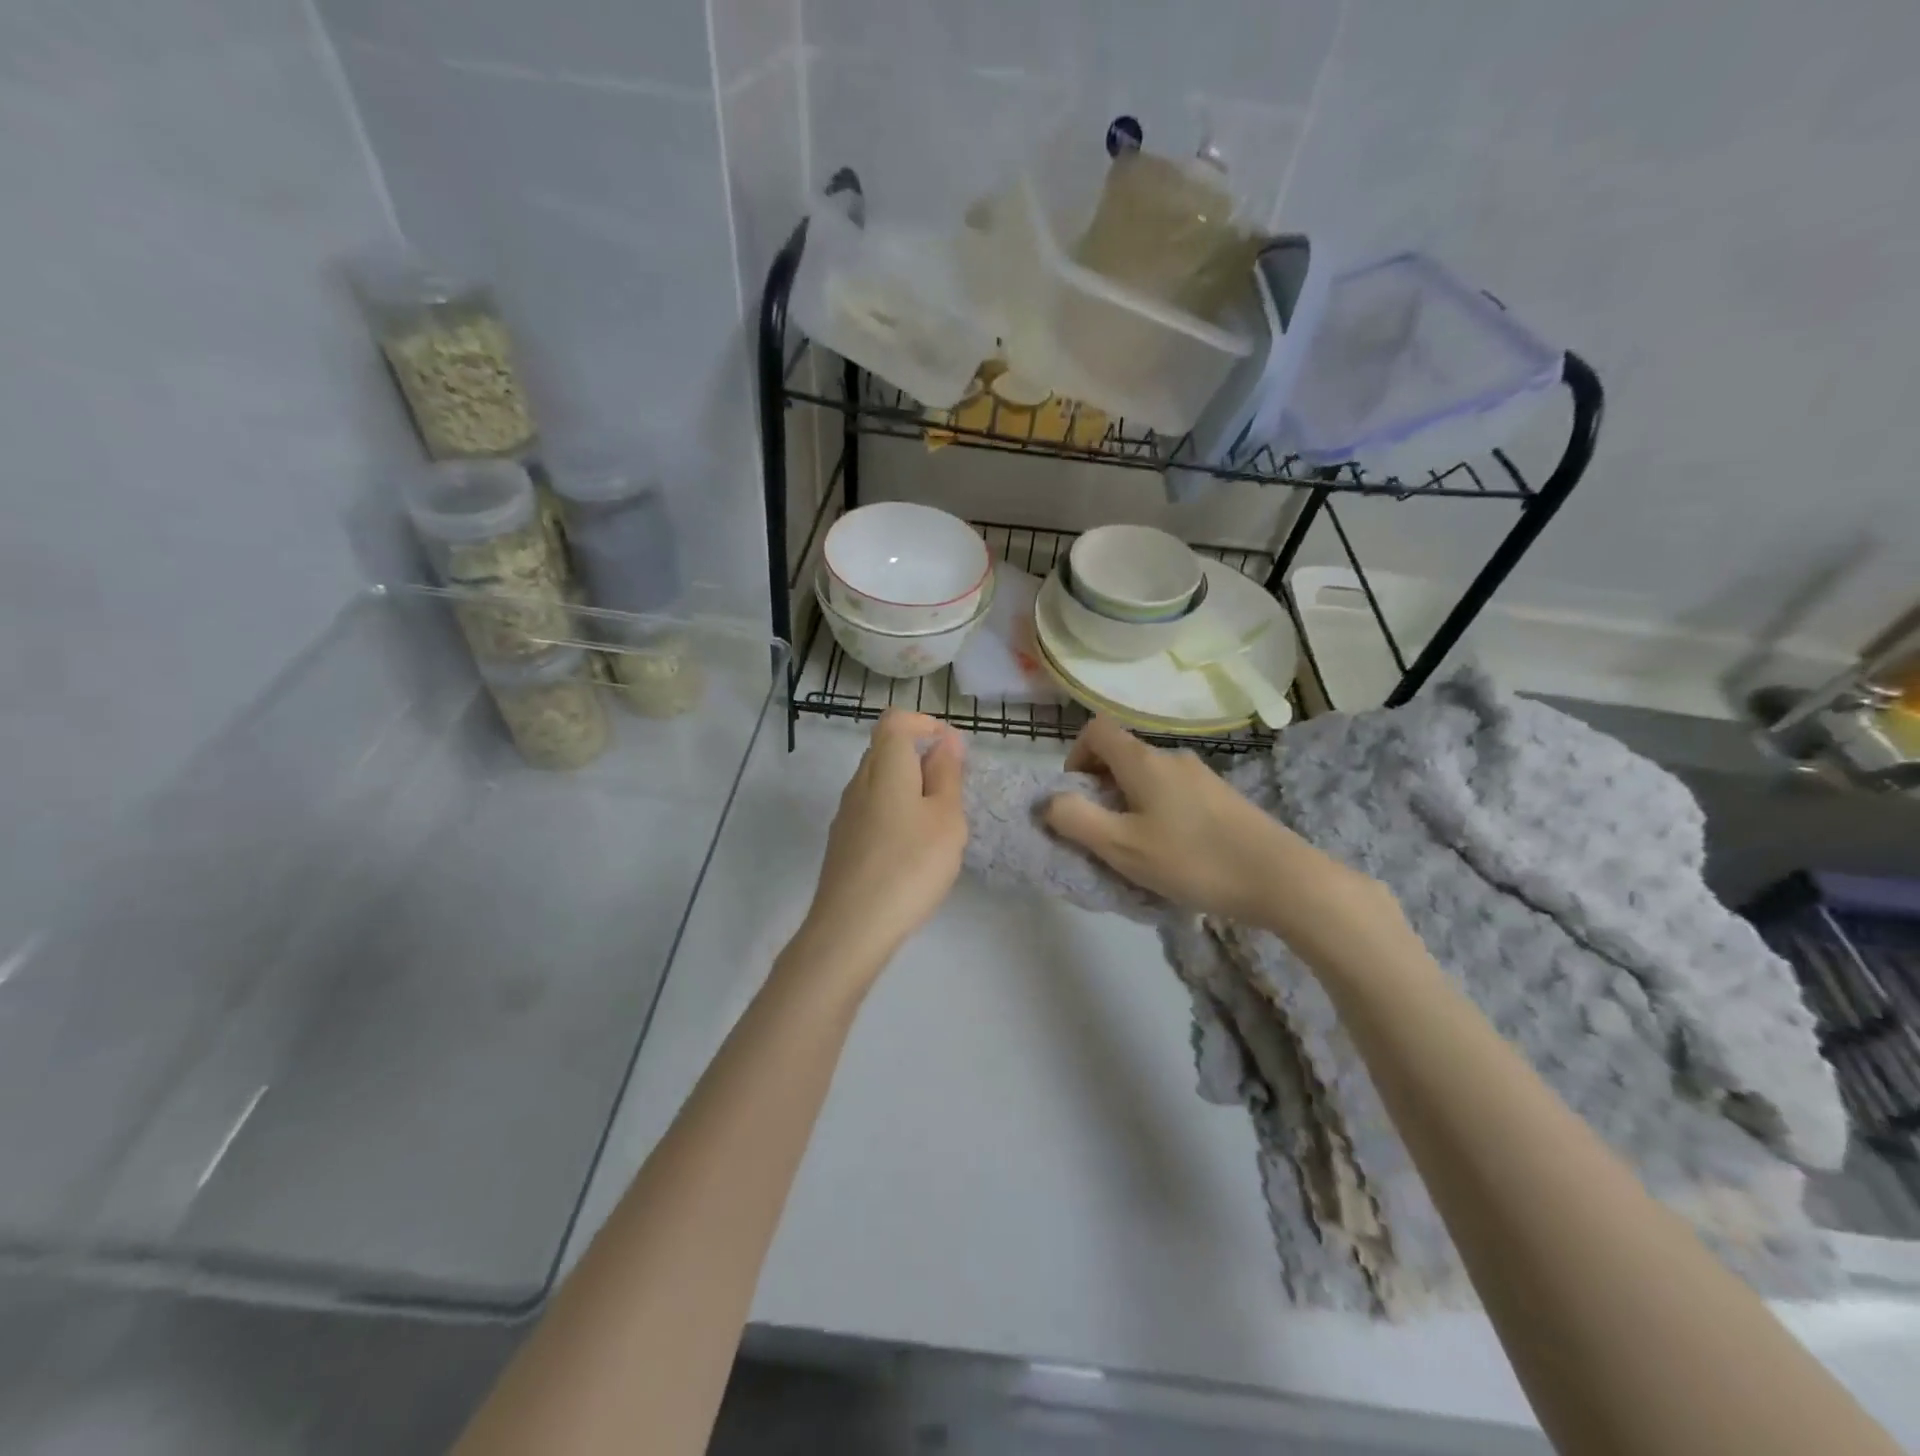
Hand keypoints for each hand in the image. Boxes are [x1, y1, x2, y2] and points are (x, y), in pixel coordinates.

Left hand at [793, 710, 968, 982]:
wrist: (851, 927)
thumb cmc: (910, 866)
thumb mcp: (946, 818)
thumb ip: (947, 774)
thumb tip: (946, 738)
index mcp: (884, 767)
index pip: (895, 720)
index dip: (924, 723)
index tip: (952, 749)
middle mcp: (858, 782)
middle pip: (885, 749)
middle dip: (921, 758)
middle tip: (952, 791)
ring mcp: (846, 813)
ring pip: (878, 782)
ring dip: (909, 788)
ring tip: (937, 824)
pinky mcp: (842, 842)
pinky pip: (871, 809)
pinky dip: (895, 813)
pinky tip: (911, 849)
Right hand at [1044, 717, 1383, 935]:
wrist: (1281, 879)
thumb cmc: (1193, 859)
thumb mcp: (1122, 846)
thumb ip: (1076, 820)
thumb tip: (1049, 801)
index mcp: (1144, 761)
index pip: (1096, 730)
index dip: (1075, 756)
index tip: (1077, 796)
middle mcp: (1172, 758)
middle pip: (1122, 755)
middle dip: (1100, 788)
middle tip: (1103, 833)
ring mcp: (1202, 777)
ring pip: (1148, 778)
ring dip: (1129, 804)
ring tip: (1137, 850)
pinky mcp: (1223, 799)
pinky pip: (1174, 795)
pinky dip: (1158, 814)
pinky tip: (1173, 855)